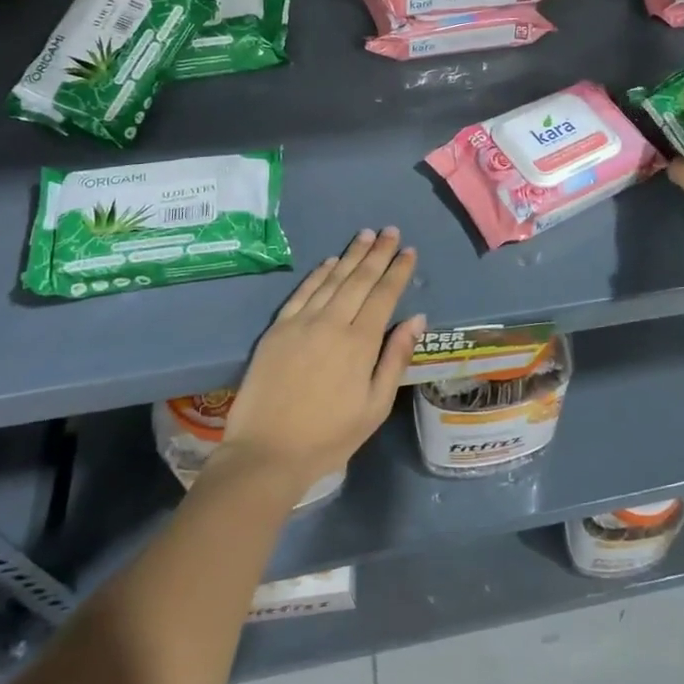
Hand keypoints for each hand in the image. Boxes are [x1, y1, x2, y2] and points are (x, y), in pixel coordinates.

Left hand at [214, 228, 425, 505]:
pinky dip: (318, 274)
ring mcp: (301, 323)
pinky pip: (302, 292)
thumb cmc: (330, 436)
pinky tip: (330, 262)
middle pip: (359, 279)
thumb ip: (396, 358)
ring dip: (351, 255)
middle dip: (378, 253)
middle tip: (390, 230)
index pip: (384, 295)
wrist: (267, 452)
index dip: (398, 271)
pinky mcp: (277, 330)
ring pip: (332, 280)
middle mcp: (332, 323)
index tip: (409, 251)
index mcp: (360, 343)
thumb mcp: (376, 405)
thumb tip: (417, 319)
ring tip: (366, 235)